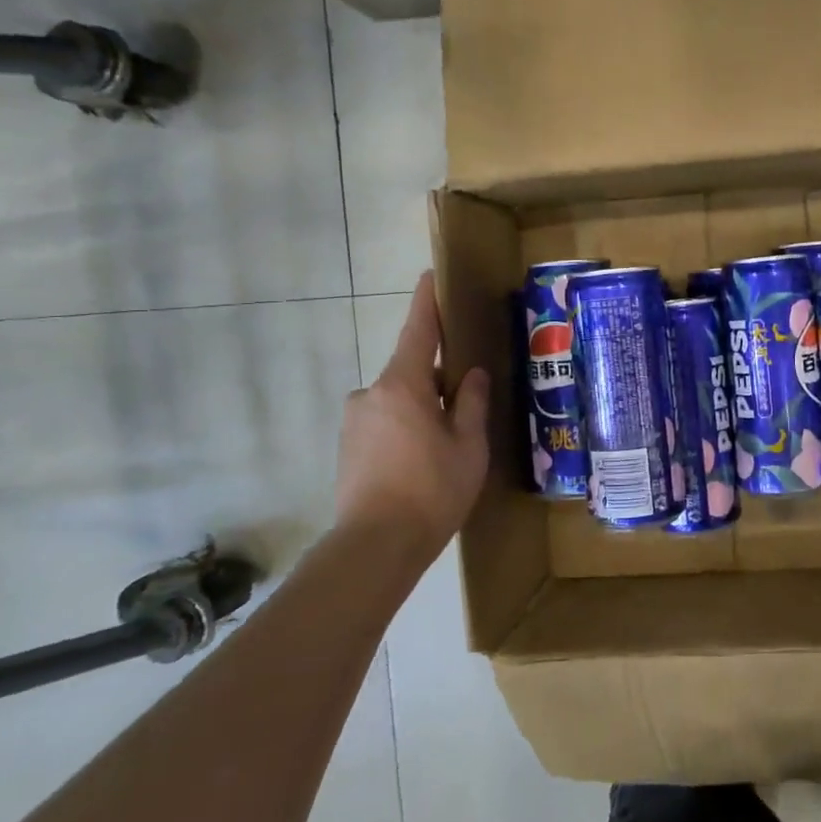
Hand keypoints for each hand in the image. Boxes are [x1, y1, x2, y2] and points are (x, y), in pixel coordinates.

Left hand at [336, 272, 489, 549]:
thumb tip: (472, 375)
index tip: (431, 276)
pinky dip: (406, 431)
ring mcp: (355, 422)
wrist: (375, 545)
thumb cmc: (432, 489)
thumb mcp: (468, 445)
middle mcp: (371, 394)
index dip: (427, 302)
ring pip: (398, 402)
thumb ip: (471, 404)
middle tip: (468, 405)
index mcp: (403, 386)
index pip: (417, 331)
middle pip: (411, 372)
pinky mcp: (348, 448)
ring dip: (422, 411)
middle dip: (437, 381)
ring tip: (448, 447)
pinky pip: (384, 424)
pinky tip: (423, 464)